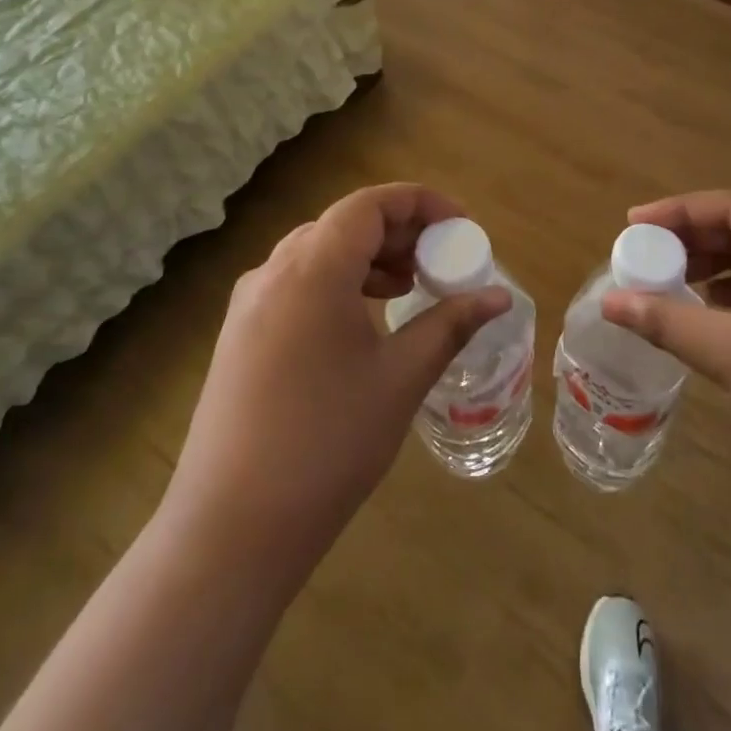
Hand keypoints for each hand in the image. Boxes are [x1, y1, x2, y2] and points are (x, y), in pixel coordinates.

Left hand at [163, 184, 510, 585]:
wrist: (232, 526)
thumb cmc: (328, 442)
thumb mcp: (400, 378)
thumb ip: (450, 325)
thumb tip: (499, 297)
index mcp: (313, 268)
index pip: (370, 204)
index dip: (421, 203)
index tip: (461, 227)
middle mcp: (273, 271)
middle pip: (343, 223)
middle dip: (398, 232)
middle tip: (440, 261)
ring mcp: (249, 302)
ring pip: (317, 252)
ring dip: (367, 258)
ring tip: (407, 288)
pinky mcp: (240, 334)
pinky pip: (295, 283)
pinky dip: (337, 283)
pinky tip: (361, 321)